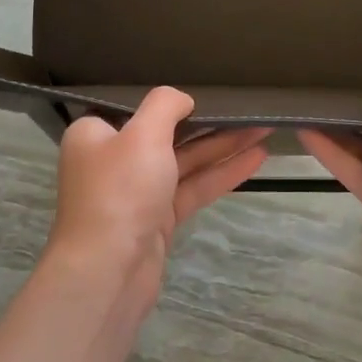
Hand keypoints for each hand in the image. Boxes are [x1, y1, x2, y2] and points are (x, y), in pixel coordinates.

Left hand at [47, 87, 267, 312]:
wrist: (108, 271)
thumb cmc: (120, 191)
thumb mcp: (142, 134)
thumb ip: (165, 106)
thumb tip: (182, 99)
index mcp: (95, 135)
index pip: (134, 108)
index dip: (170, 101)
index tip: (205, 90)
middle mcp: (113, 160)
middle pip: (166, 134)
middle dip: (209, 123)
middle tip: (248, 109)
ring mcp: (137, 193)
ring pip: (185, 162)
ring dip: (223, 147)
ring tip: (265, 129)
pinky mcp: (157, 220)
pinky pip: (193, 188)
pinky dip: (221, 174)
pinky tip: (256, 160)